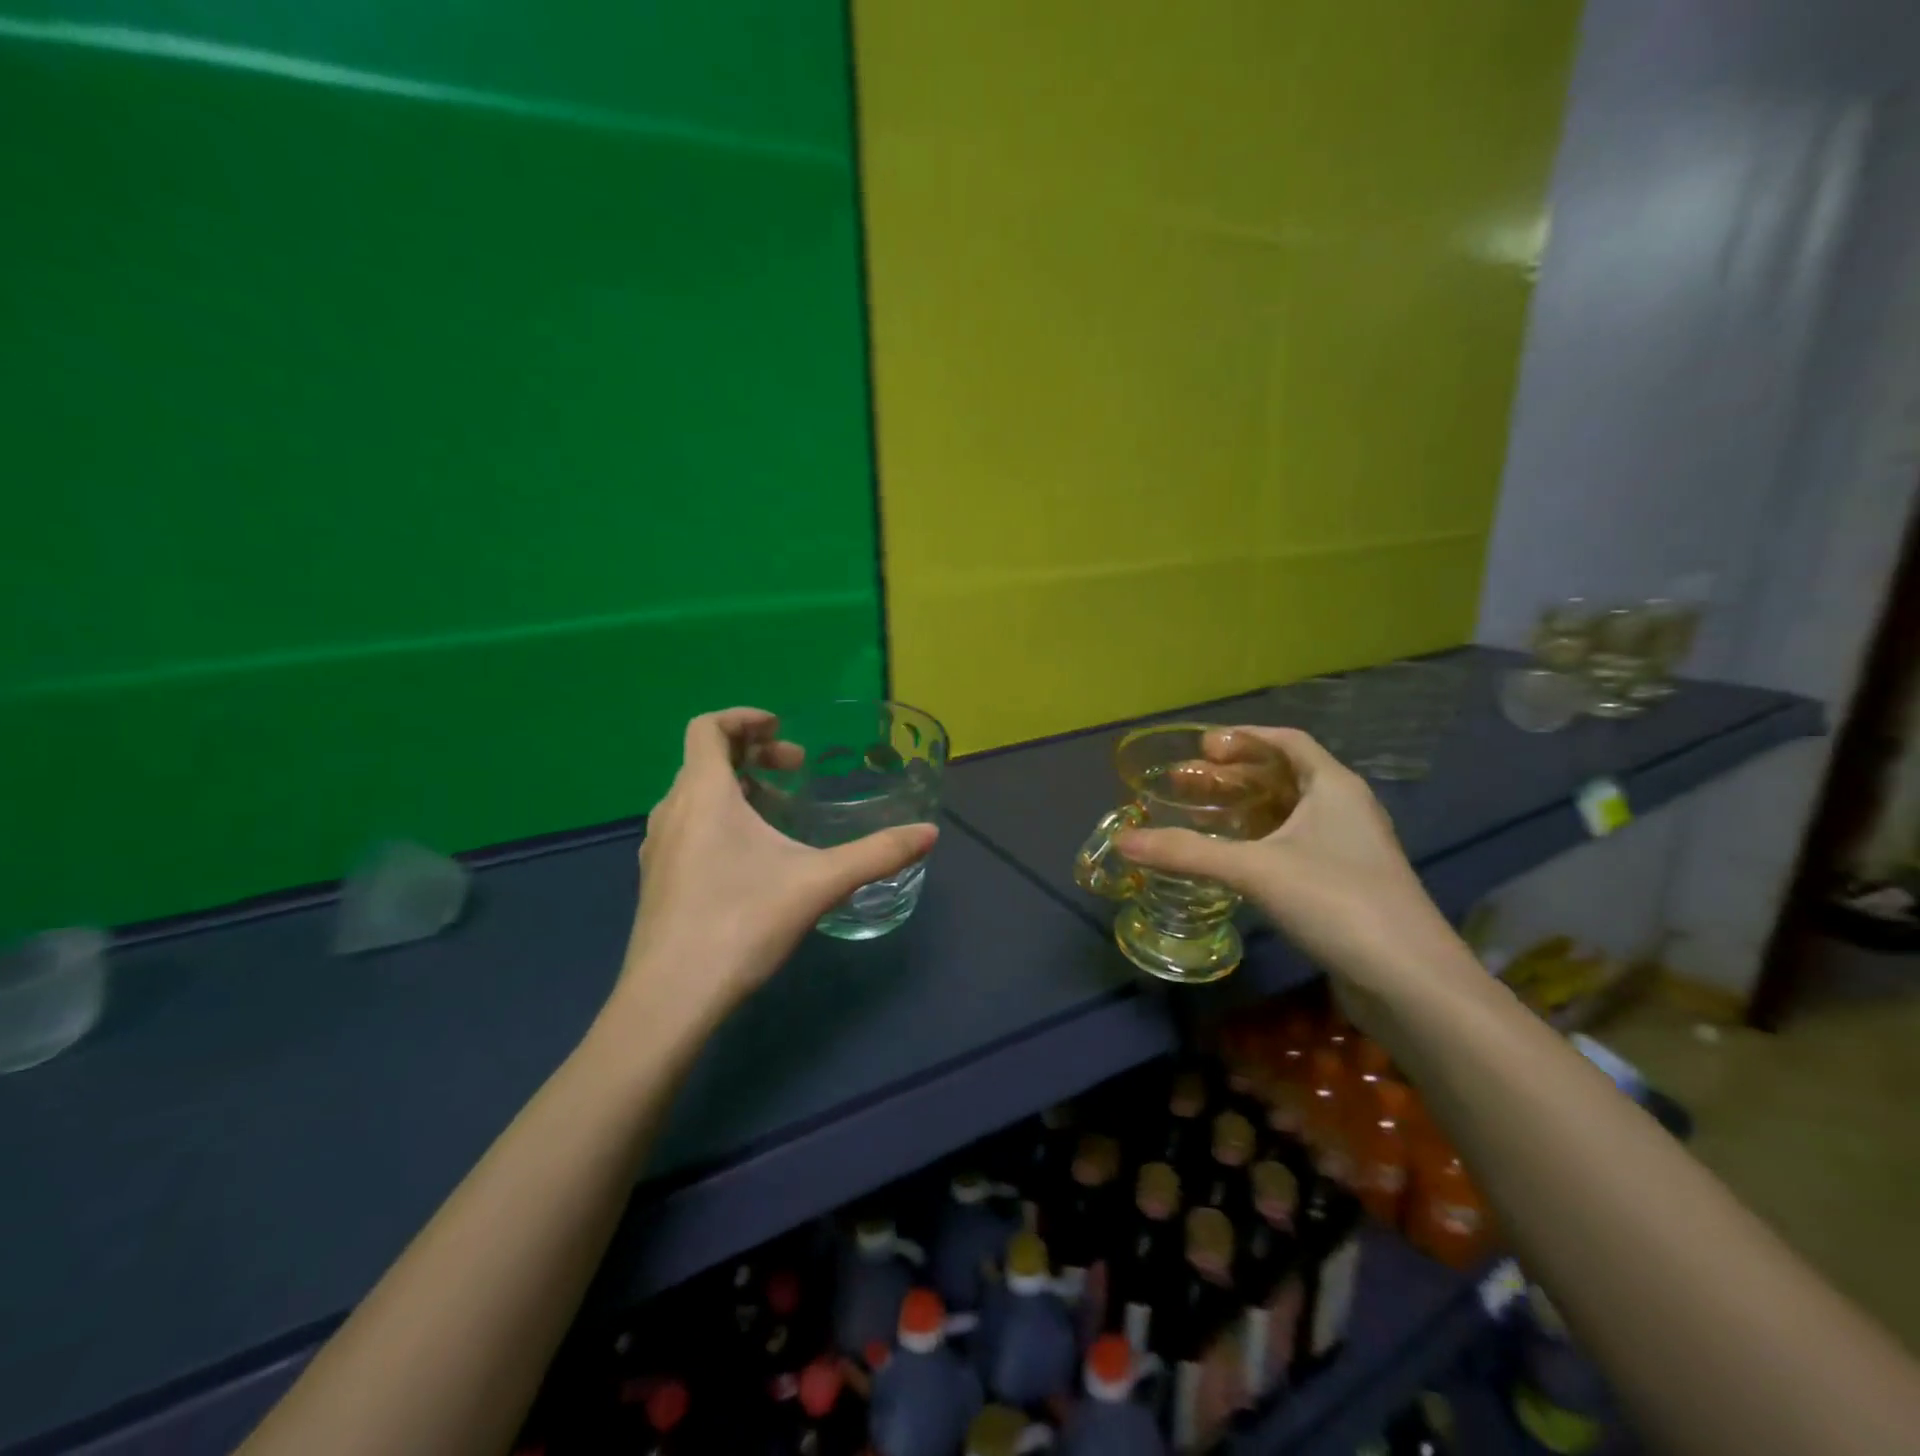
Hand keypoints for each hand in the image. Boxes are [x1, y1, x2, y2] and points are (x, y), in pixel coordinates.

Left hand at [615, 709, 937, 1024]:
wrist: (670, 998)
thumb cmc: (741, 922)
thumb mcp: (820, 883)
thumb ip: (878, 854)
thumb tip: (929, 834)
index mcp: (703, 793)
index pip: (708, 727)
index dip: (744, 717)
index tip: (782, 730)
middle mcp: (672, 810)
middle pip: (705, 758)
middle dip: (754, 754)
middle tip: (796, 771)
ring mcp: (658, 848)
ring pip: (695, 795)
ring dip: (737, 788)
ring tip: (778, 813)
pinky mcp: (657, 880)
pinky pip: (687, 826)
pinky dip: (720, 819)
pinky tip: (751, 860)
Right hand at [1116, 726, 1466, 1013]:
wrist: (1410, 981)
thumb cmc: (1336, 901)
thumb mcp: (1254, 869)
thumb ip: (1187, 853)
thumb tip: (1122, 841)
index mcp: (1334, 786)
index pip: (1287, 741)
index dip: (1242, 738)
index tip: (1200, 749)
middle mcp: (1344, 809)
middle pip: (1282, 776)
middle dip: (1231, 776)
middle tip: (1183, 783)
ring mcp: (1347, 849)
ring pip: (1287, 813)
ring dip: (1242, 809)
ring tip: (1197, 816)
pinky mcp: (1343, 884)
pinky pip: (1292, 845)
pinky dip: (1257, 841)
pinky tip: (1229, 859)